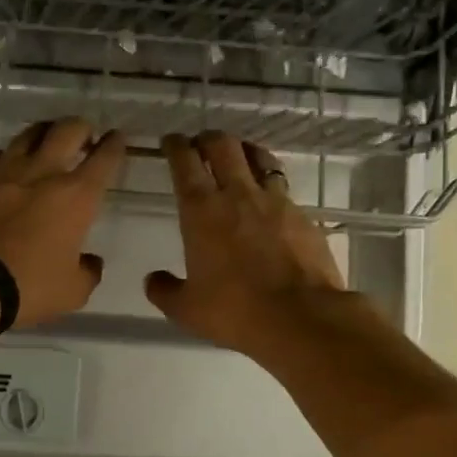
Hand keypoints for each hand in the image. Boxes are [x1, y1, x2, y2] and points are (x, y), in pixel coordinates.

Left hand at [0, 118, 125, 326]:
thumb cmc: (25, 287)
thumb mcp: (70, 293)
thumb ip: (87, 273)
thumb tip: (90, 262)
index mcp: (76, 198)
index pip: (104, 159)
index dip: (114, 145)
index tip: (117, 138)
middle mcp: (42, 172)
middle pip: (67, 130)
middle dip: (80, 128)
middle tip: (82, 136)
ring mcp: (1, 169)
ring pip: (28, 134)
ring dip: (42, 134)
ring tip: (44, 142)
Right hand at [145, 131, 348, 352]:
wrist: (301, 317)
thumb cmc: (234, 310)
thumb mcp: (186, 309)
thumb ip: (164, 290)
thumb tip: (153, 280)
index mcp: (201, 210)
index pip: (184, 162)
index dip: (175, 146)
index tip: (170, 141)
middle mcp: (238, 194)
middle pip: (222, 146)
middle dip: (208, 138)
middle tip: (200, 144)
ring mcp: (275, 201)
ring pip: (259, 158)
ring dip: (244, 151)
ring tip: (239, 156)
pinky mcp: (303, 215)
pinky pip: (283, 188)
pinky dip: (271, 185)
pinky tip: (269, 201)